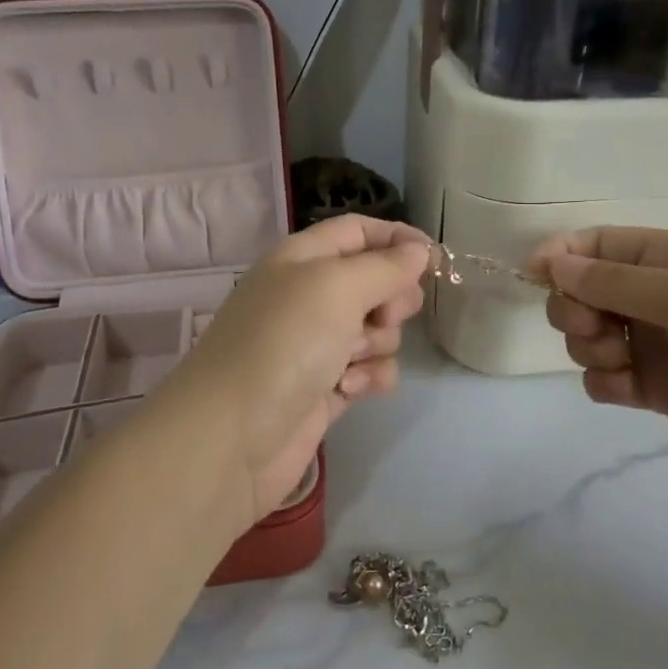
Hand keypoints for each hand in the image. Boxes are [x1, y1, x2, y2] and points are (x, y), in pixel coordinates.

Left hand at [158, 214, 431, 526]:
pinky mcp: (325, 389)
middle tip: (385, 315)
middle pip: (374, 281)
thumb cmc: (284, 344)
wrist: (232, 437)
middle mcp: (308, 297)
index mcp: (302, 259)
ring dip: (378, 343)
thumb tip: (419, 251)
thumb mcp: (337, 287)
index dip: (397, 238)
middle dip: (393, 298)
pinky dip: (368, 378)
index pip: (357, 231)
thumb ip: (385, 265)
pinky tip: (349, 390)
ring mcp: (316, 346)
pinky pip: (368, 371)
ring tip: (351, 360)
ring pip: (377, 330)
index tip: (435, 259)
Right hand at [531, 227, 667, 493]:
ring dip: (589, 349)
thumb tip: (552, 261)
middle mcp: (656, 296)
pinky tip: (624, 391)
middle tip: (593, 328)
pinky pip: (605, 380)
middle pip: (583, 291)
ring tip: (620, 364)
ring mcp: (655, 343)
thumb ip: (616, 281)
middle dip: (574, 308)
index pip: (600, 245)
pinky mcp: (656, 388)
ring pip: (589, 337)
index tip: (534, 275)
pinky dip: (604, 383)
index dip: (563, 254)